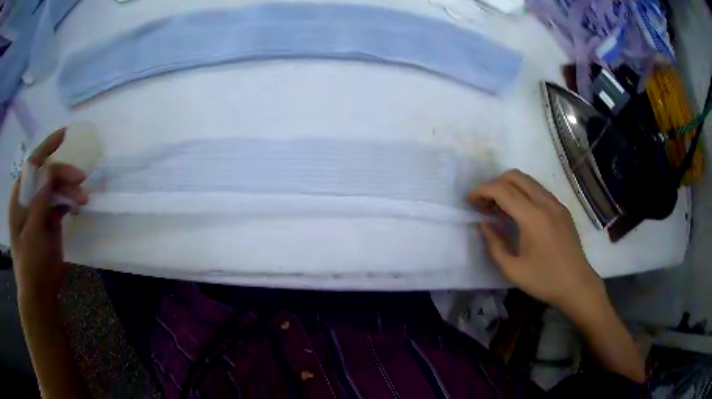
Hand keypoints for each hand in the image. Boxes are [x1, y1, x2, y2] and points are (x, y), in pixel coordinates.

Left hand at [8, 129, 88, 299]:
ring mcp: (39, 211)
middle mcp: (29, 199)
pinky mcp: (49, 223)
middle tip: (81, 179)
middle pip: (46, 176)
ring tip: (84, 199)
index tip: (64, 134)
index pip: (32, 164)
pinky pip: (59, 205)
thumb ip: (39, 199)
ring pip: (55, 190)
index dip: (47, 147)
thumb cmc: (30, 264)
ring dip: (69, 190)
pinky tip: (78, 207)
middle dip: (63, 175)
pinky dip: (69, 203)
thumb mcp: (32, 232)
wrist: (39, 295)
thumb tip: (49, 169)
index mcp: (20, 197)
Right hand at [469, 169, 604, 311]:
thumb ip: (494, 245)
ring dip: (509, 187)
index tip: (470, 201)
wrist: (577, 284)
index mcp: (532, 217)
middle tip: (485, 204)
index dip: (482, 190)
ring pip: (528, 180)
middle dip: (494, 184)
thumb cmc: (544, 280)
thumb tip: (483, 224)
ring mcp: (556, 203)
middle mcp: (545, 203)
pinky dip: (523, 192)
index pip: (502, 189)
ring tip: (500, 208)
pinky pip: (538, 189)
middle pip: (515, 176)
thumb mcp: (512, 270)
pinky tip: (520, 213)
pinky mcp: (562, 208)